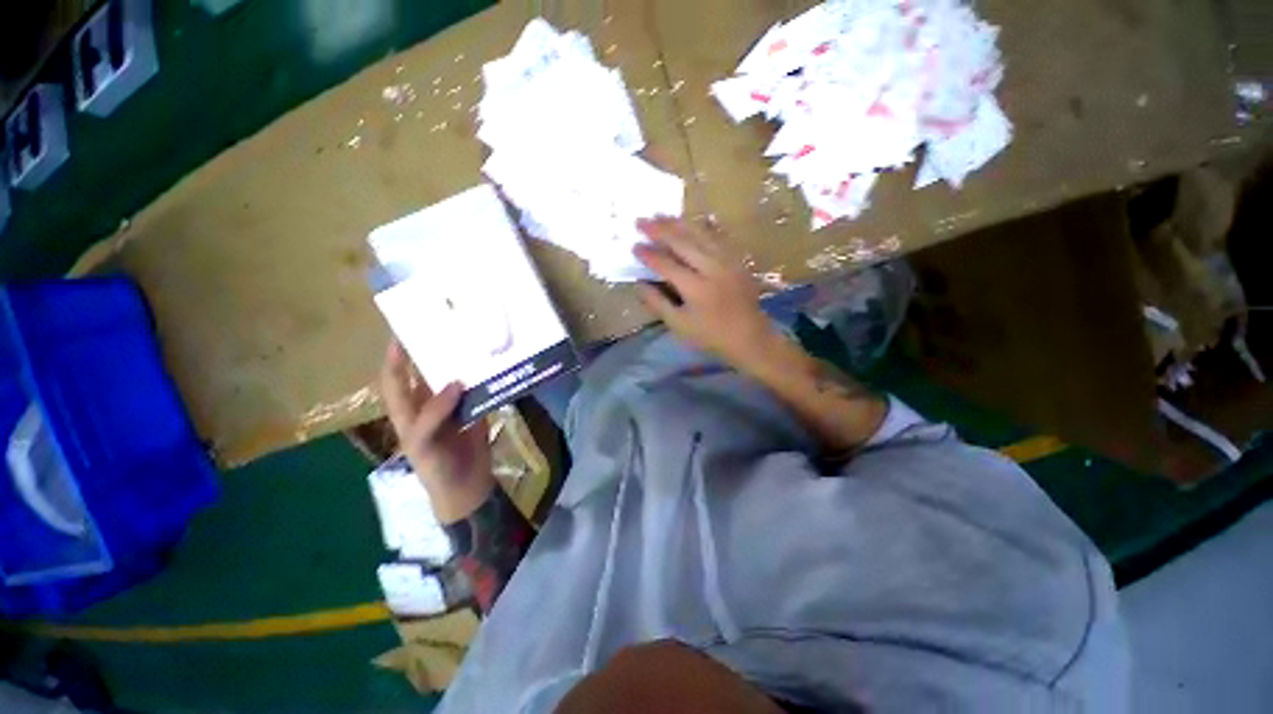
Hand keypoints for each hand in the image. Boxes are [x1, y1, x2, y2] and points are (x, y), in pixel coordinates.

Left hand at [380, 341, 493, 523]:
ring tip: (473, 340)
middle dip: (433, 352)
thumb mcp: (425, 444)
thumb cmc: (436, 469)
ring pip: (455, 378)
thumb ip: (434, 414)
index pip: (395, 378)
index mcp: (407, 411)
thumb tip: (455, 381)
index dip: (395, 356)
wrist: (467, 488)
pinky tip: (493, 364)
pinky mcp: (476, 409)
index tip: (404, 331)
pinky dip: (484, 377)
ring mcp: (454, 406)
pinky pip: (479, 389)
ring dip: (462, 362)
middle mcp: (429, 403)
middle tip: (447, 328)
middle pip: (427, 372)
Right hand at [633, 218, 782, 371]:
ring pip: (700, 234)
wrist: (750, 337)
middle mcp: (712, 268)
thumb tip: (639, 284)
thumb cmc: (711, 336)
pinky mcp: (737, 259)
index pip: (666, 264)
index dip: (648, 255)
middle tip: (641, 220)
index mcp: (695, 288)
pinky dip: (702, 227)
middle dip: (659, 230)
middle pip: (682, 242)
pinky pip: (718, 236)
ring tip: (660, 214)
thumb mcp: (679, 325)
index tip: (634, 246)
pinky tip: (692, 221)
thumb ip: (658, 303)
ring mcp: (727, 261)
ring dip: (678, 223)